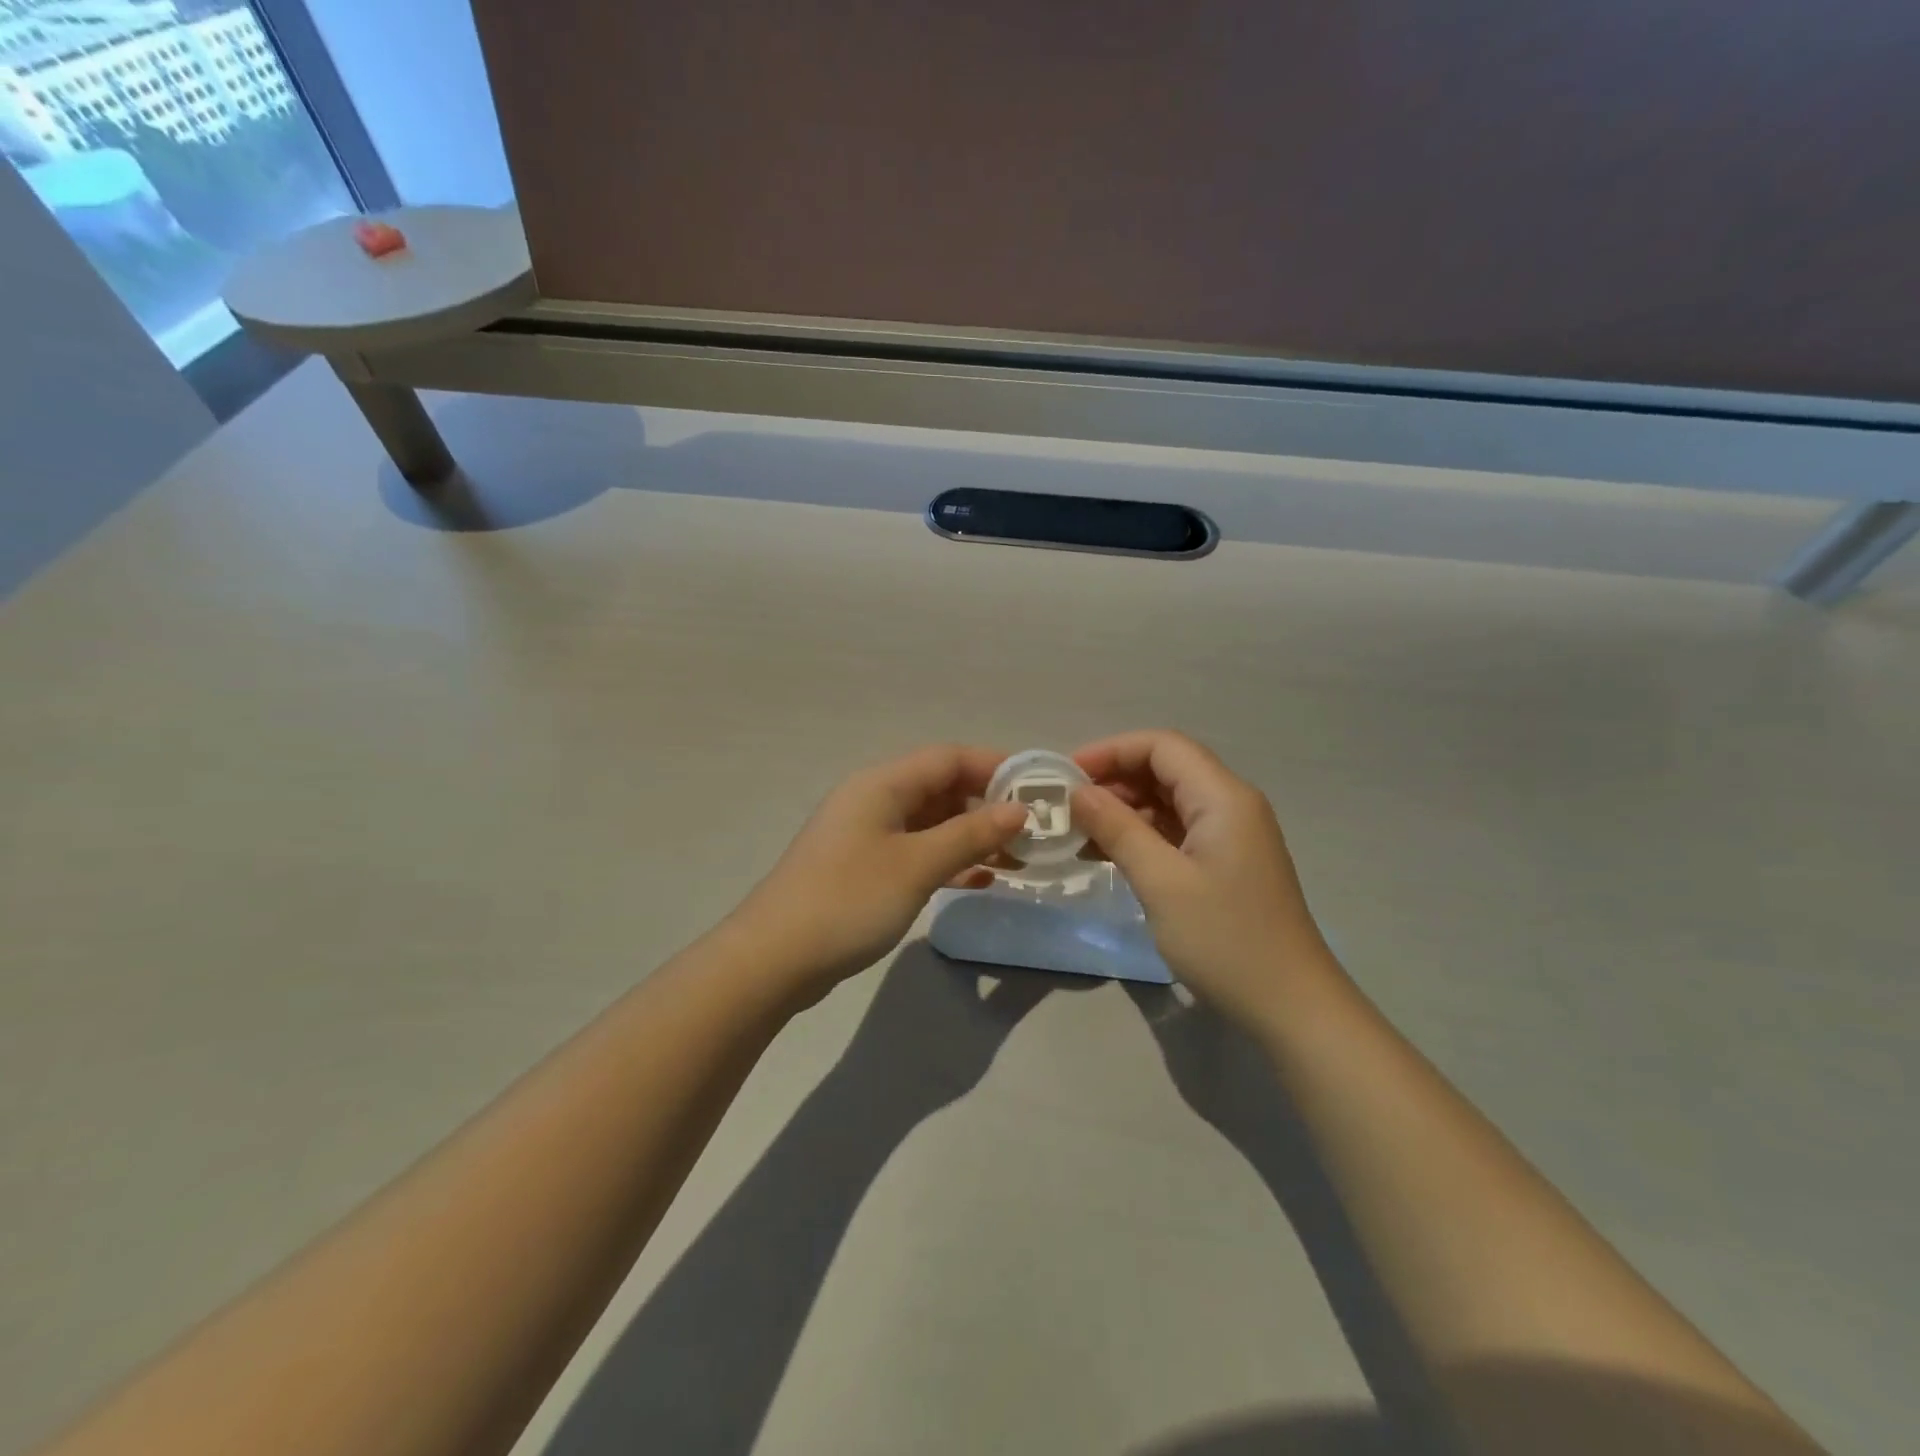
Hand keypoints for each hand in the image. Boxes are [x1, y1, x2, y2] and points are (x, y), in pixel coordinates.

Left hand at [729, 746, 1028, 996]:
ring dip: (971, 836)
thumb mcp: (917, 865)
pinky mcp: (864, 869)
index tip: (1038, 788)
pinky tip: (979, 879)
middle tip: (1033, 830)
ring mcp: (867, 836)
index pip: (948, 758)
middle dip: (987, 804)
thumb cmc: (849, 900)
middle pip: (940, 788)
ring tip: (1017, 857)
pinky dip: (948, 860)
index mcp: (882, 784)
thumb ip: (970, 834)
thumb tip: (1019, 810)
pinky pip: (916, 852)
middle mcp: (874, 801)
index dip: (995, 766)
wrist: (775, 959)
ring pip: (931, 823)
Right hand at [1070, 731, 1338, 1027]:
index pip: (1162, 746)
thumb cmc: (1225, 940)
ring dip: (1124, 809)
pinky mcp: (1225, 862)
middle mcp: (1230, 804)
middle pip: (1166, 768)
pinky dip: (1141, 835)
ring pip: (1169, 800)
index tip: (1066, 776)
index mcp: (1223, 797)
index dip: (1111, 751)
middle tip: (1067, 808)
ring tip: (1079, 834)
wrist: (1291, 1007)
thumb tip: (1078, 792)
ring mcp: (1230, 835)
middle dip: (1114, 780)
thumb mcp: (1161, 882)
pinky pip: (1176, 831)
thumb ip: (1118, 829)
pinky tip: (1108, 855)